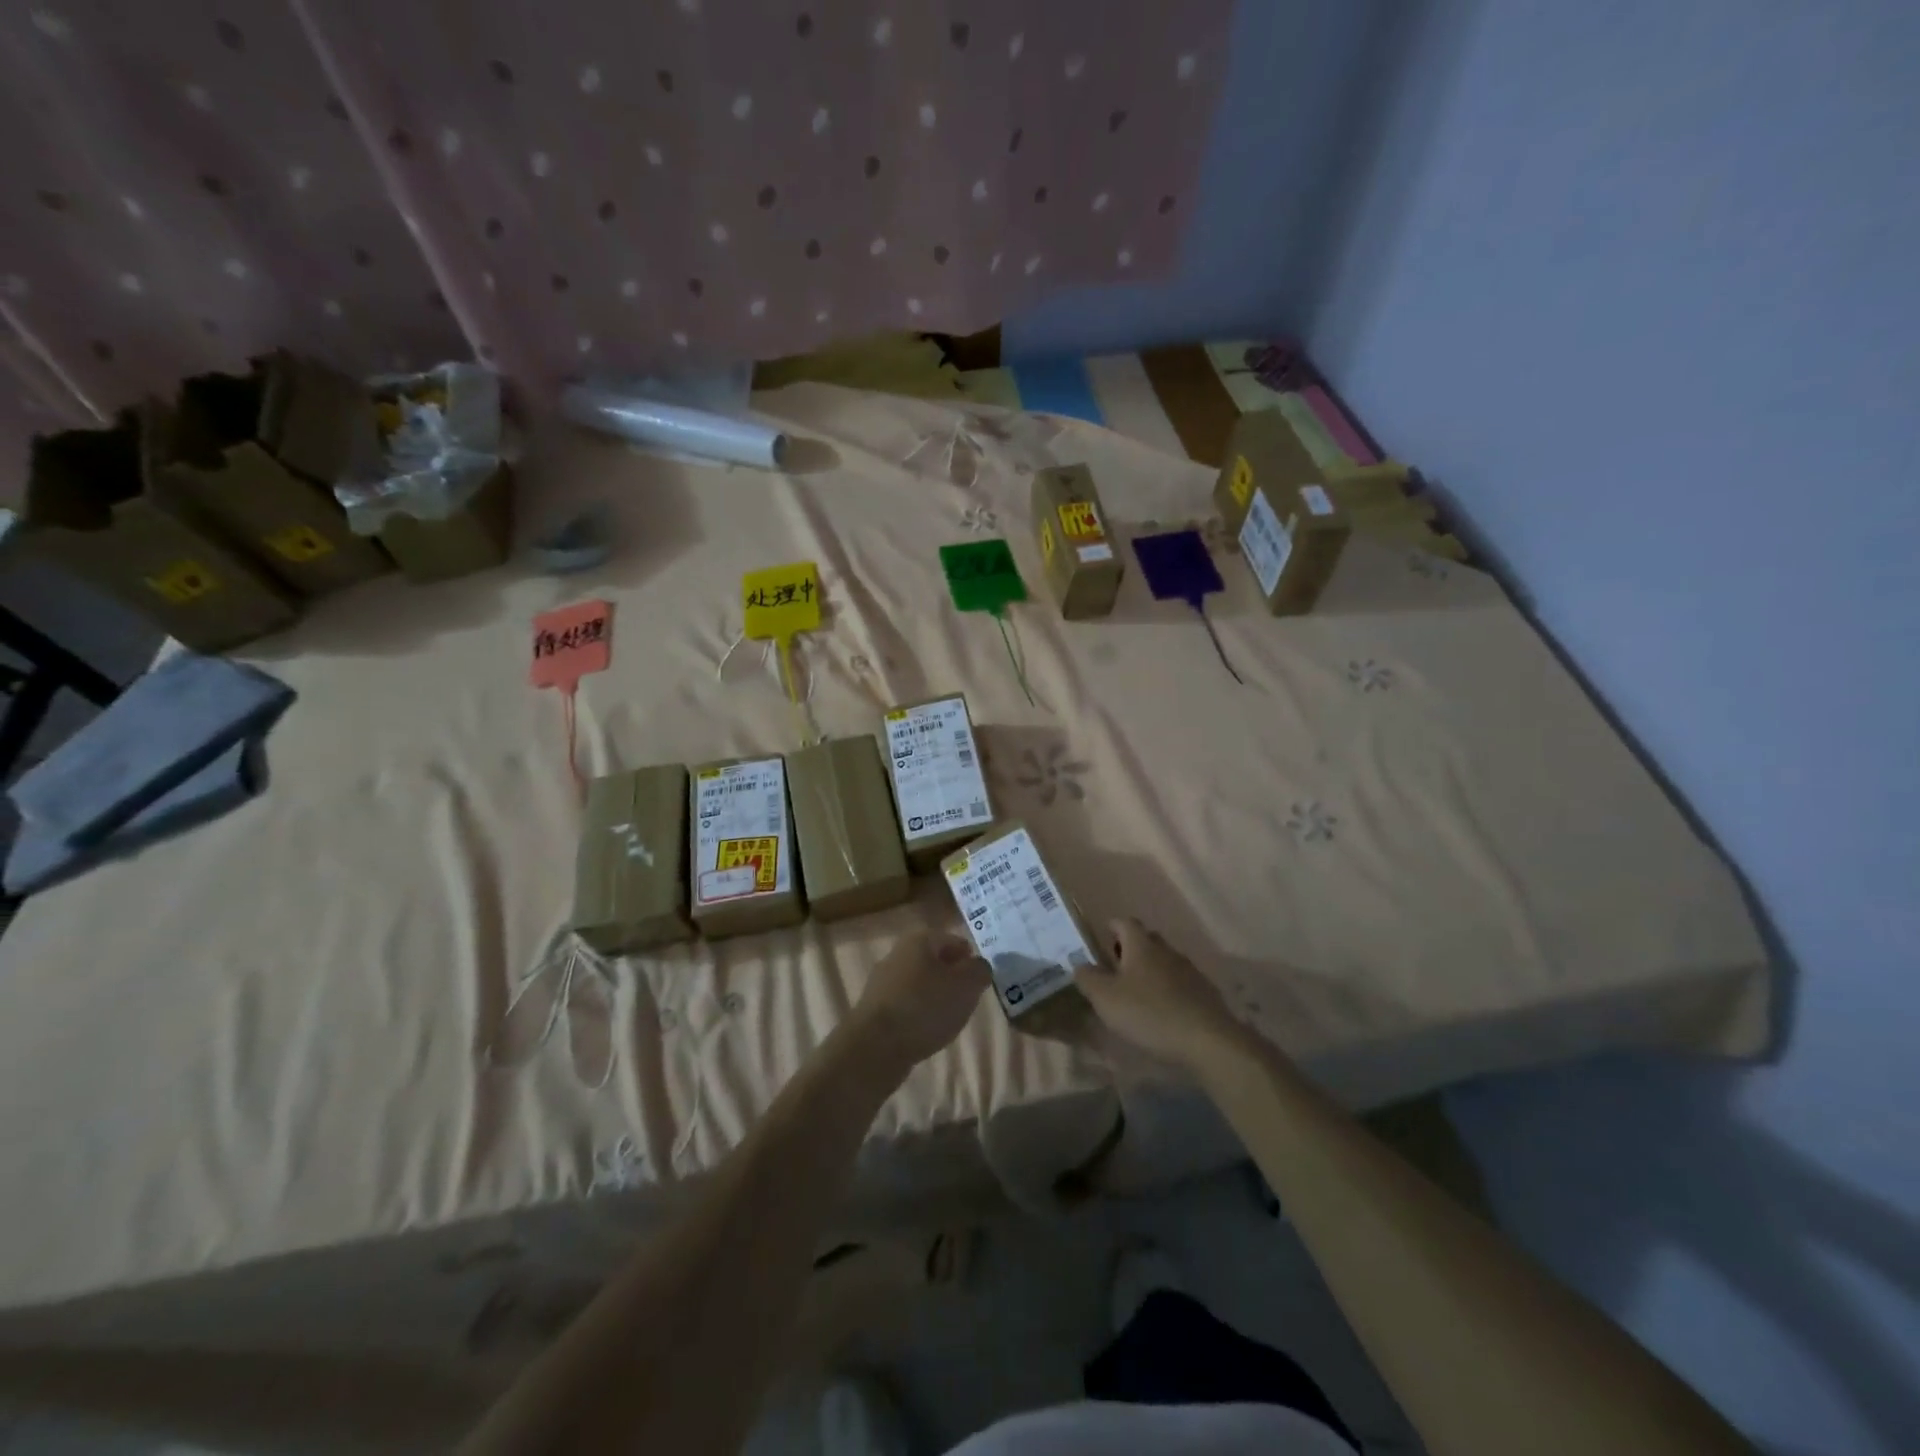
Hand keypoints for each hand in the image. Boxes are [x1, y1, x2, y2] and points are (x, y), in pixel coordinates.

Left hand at [848, 931, 989, 1068]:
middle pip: (935, 961)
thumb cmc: (925, 1007)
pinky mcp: (875, 1008)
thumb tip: (979, 966)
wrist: (876, 1045)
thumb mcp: (966, 986)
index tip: (981, 980)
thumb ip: (980, 971)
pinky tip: (927, 1030)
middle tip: (968, 998)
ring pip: (920, 983)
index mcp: (919, 940)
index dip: (970, 958)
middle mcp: (898, 954)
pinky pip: (906, 1004)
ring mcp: (883, 981)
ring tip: (950, 1018)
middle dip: (953, 977)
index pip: (954, 941)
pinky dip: (919, 1013)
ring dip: (936, 996)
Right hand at [1073, 918, 1247, 1071]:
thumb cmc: (1149, 1013)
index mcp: (1141, 944)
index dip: (1111, 928)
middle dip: (1129, 950)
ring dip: (1149, 972)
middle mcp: (1166, 950)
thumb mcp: (1105, 998)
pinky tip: (1161, 1012)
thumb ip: (1087, 977)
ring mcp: (1189, 970)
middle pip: (1145, 940)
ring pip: (1163, 962)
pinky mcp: (1204, 992)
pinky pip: (1179, 983)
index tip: (1100, 941)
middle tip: (1114, 971)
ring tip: (1136, 995)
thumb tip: (1079, 964)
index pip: (1124, 922)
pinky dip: (1167, 991)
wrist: (1207, 1040)